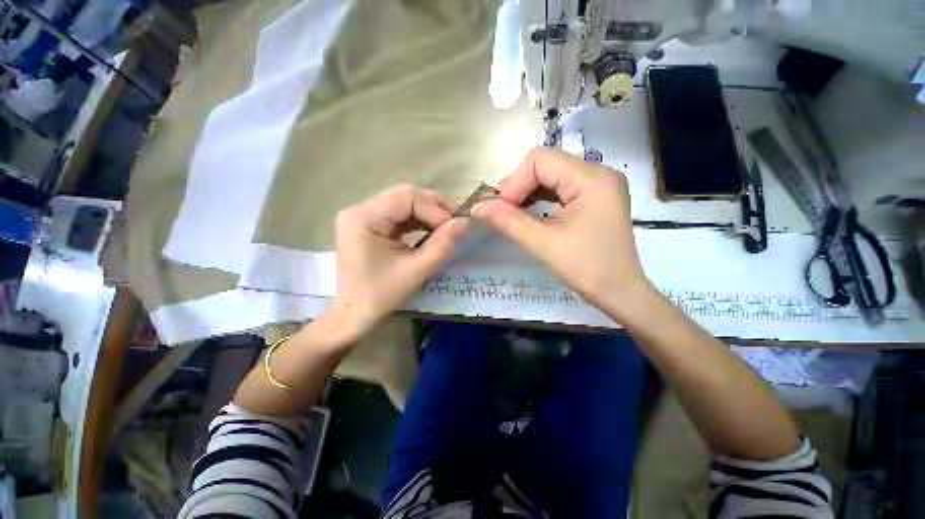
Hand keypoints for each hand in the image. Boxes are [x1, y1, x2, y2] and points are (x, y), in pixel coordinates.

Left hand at [327, 185, 468, 339]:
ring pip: (404, 204)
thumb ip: (442, 245)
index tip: (458, 224)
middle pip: (405, 196)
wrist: (353, 315)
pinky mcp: (370, 225)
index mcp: (364, 217)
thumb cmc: (380, 295)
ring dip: (429, 213)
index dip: (436, 208)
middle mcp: (360, 210)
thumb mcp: (415, 270)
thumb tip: (465, 222)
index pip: (406, 197)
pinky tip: (434, 229)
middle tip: (459, 220)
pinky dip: (420, 221)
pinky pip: (400, 215)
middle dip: (435, 207)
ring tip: (450, 224)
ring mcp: (364, 217)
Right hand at [472, 147, 655, 321]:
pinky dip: (540, 198)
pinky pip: (560, 188)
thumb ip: (508, 221)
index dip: (514, 182)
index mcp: (592, 178)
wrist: (620, 293)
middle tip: (501, 211)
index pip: (541, 160)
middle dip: (519, 186)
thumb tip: (477, 207)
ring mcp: (598, 185)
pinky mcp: (594, 198)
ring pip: (551, 176)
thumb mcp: (543, 243)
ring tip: (511, 213)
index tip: (499, 208)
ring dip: (527, 192)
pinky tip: (528, 212)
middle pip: (546, 165)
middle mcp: (598, 174)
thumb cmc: (586, 268)